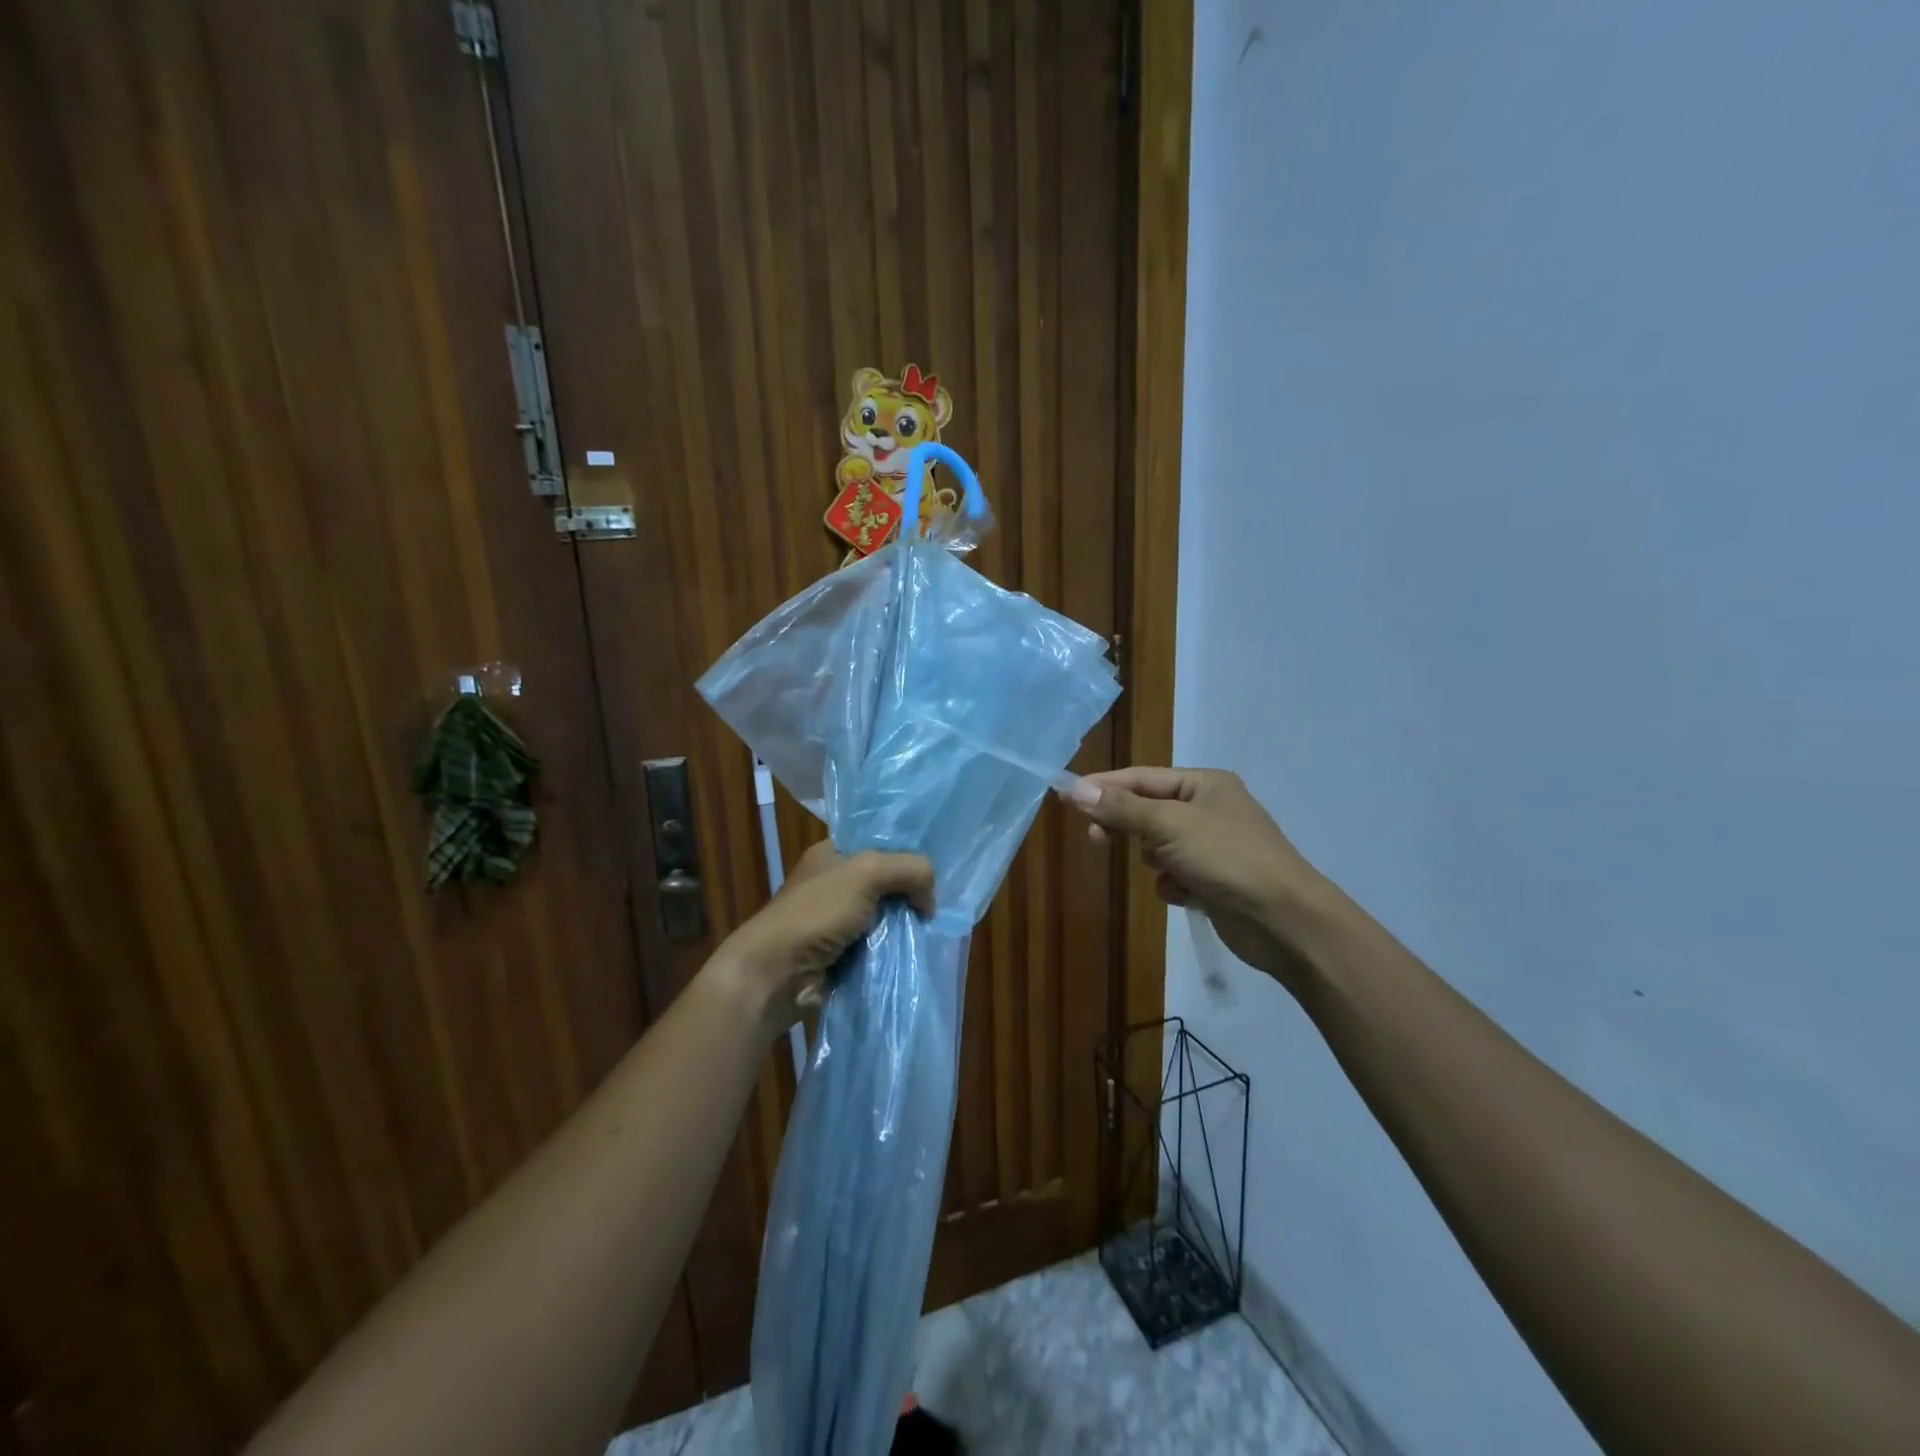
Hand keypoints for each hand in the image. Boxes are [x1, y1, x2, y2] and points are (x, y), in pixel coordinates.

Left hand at [714, 842, 934, 1033]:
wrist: (777, 974)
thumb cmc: (816, 912)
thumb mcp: (867, 872)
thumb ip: (909, 869)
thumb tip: (929, 899)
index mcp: (833, 853)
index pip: (879, 842)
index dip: (907, 851)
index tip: (936, 866)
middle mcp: (836, 883)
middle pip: (887, 881)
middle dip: (912, 892)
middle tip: (939, 903)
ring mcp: (839, 921)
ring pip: (887, 917)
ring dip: (906, 926)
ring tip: (934, 931)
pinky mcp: (844, 954)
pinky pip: (881, 946)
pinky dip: (896, 951)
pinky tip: (918, 952)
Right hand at [1063, 767, 1346, 997]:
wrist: (1284, 920)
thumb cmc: (1227, 858)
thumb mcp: (1169, 826)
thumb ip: (1121, 809)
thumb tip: (1074, 788)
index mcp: (1205, 784)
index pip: (1141, 778)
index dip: (1103, 786)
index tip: (1066, 796)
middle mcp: (1209, 809)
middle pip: (1148, 810)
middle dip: (1126, 825)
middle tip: (1094, 838)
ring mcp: (1214, 846)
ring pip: (1159, 845)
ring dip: (1155, 859)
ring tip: (1165, 870)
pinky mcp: (1214, 880)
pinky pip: (1174, 874)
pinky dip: (1173, 884)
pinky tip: (1185, 894)